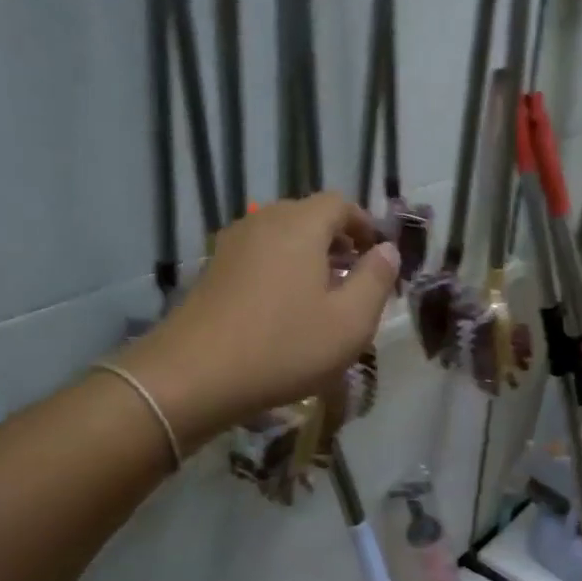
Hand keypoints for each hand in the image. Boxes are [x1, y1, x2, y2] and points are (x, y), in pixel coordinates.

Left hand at [114, 194, 399, 440]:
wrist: (193, 376)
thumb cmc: (284, 346)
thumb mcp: (350, 321)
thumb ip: (376, 280)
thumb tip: (388, 250)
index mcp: (300, 225)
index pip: (340, 203)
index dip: (364, 224)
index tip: (378, 256)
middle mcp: (263, 222)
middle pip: (308, 216)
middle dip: (338, 241)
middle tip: (356, 278)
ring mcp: (232, 245)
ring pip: (282, 237)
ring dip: (309, 257)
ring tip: (324, 297)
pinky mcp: (213, 271)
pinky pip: (259, 256)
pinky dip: (281, 270)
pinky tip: (286, 310)